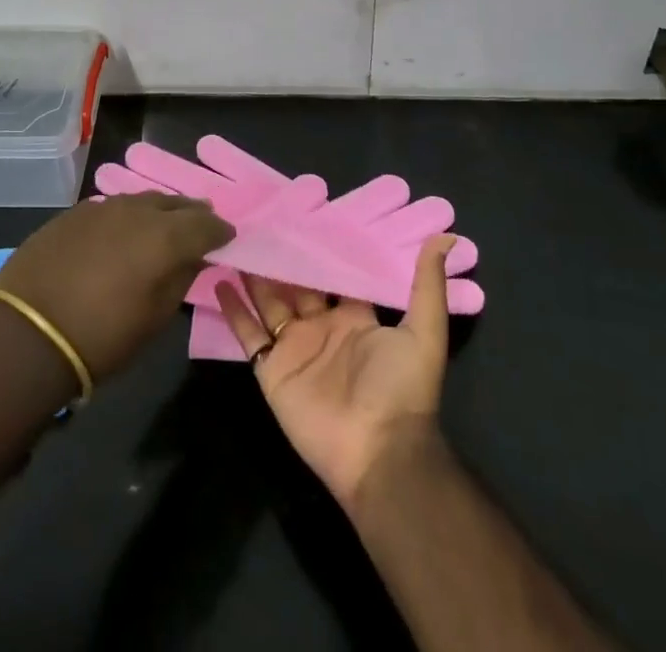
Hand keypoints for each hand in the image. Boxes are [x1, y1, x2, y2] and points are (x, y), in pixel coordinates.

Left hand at [0, 192, 232, 382]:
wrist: (27, 334)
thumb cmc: (101, 338)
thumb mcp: (154, 318)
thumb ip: (180, 279)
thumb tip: (195, 257)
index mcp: (164, 236)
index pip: (205, 224)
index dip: (220, 231)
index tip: (227, 238)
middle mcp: (136, 211)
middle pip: (174, 203)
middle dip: (191, 213)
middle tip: (201, 223)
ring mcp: (101, 207)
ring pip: (141, 200)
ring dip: (158, 211)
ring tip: (164, 223)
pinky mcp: (73, 213)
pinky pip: (111, 207)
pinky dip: (126, 216)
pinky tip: (123, 230)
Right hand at [218, 234, 454, 505]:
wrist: (377, 452)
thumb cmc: (401, 388)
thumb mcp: (423, 332)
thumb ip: (427, 285)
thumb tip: (448, 237)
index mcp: (354, 318)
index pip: (332, 275)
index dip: (318, 249)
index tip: (299, 214)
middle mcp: (321, 327)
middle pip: (295, 284)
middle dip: (279, 257)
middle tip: (257, 220)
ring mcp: (294, 347)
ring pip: (267, 301)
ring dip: (252, 274)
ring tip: (234, 240)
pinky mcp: (271, 369)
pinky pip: (247, 333)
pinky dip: (232, 309)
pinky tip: (217, 280)